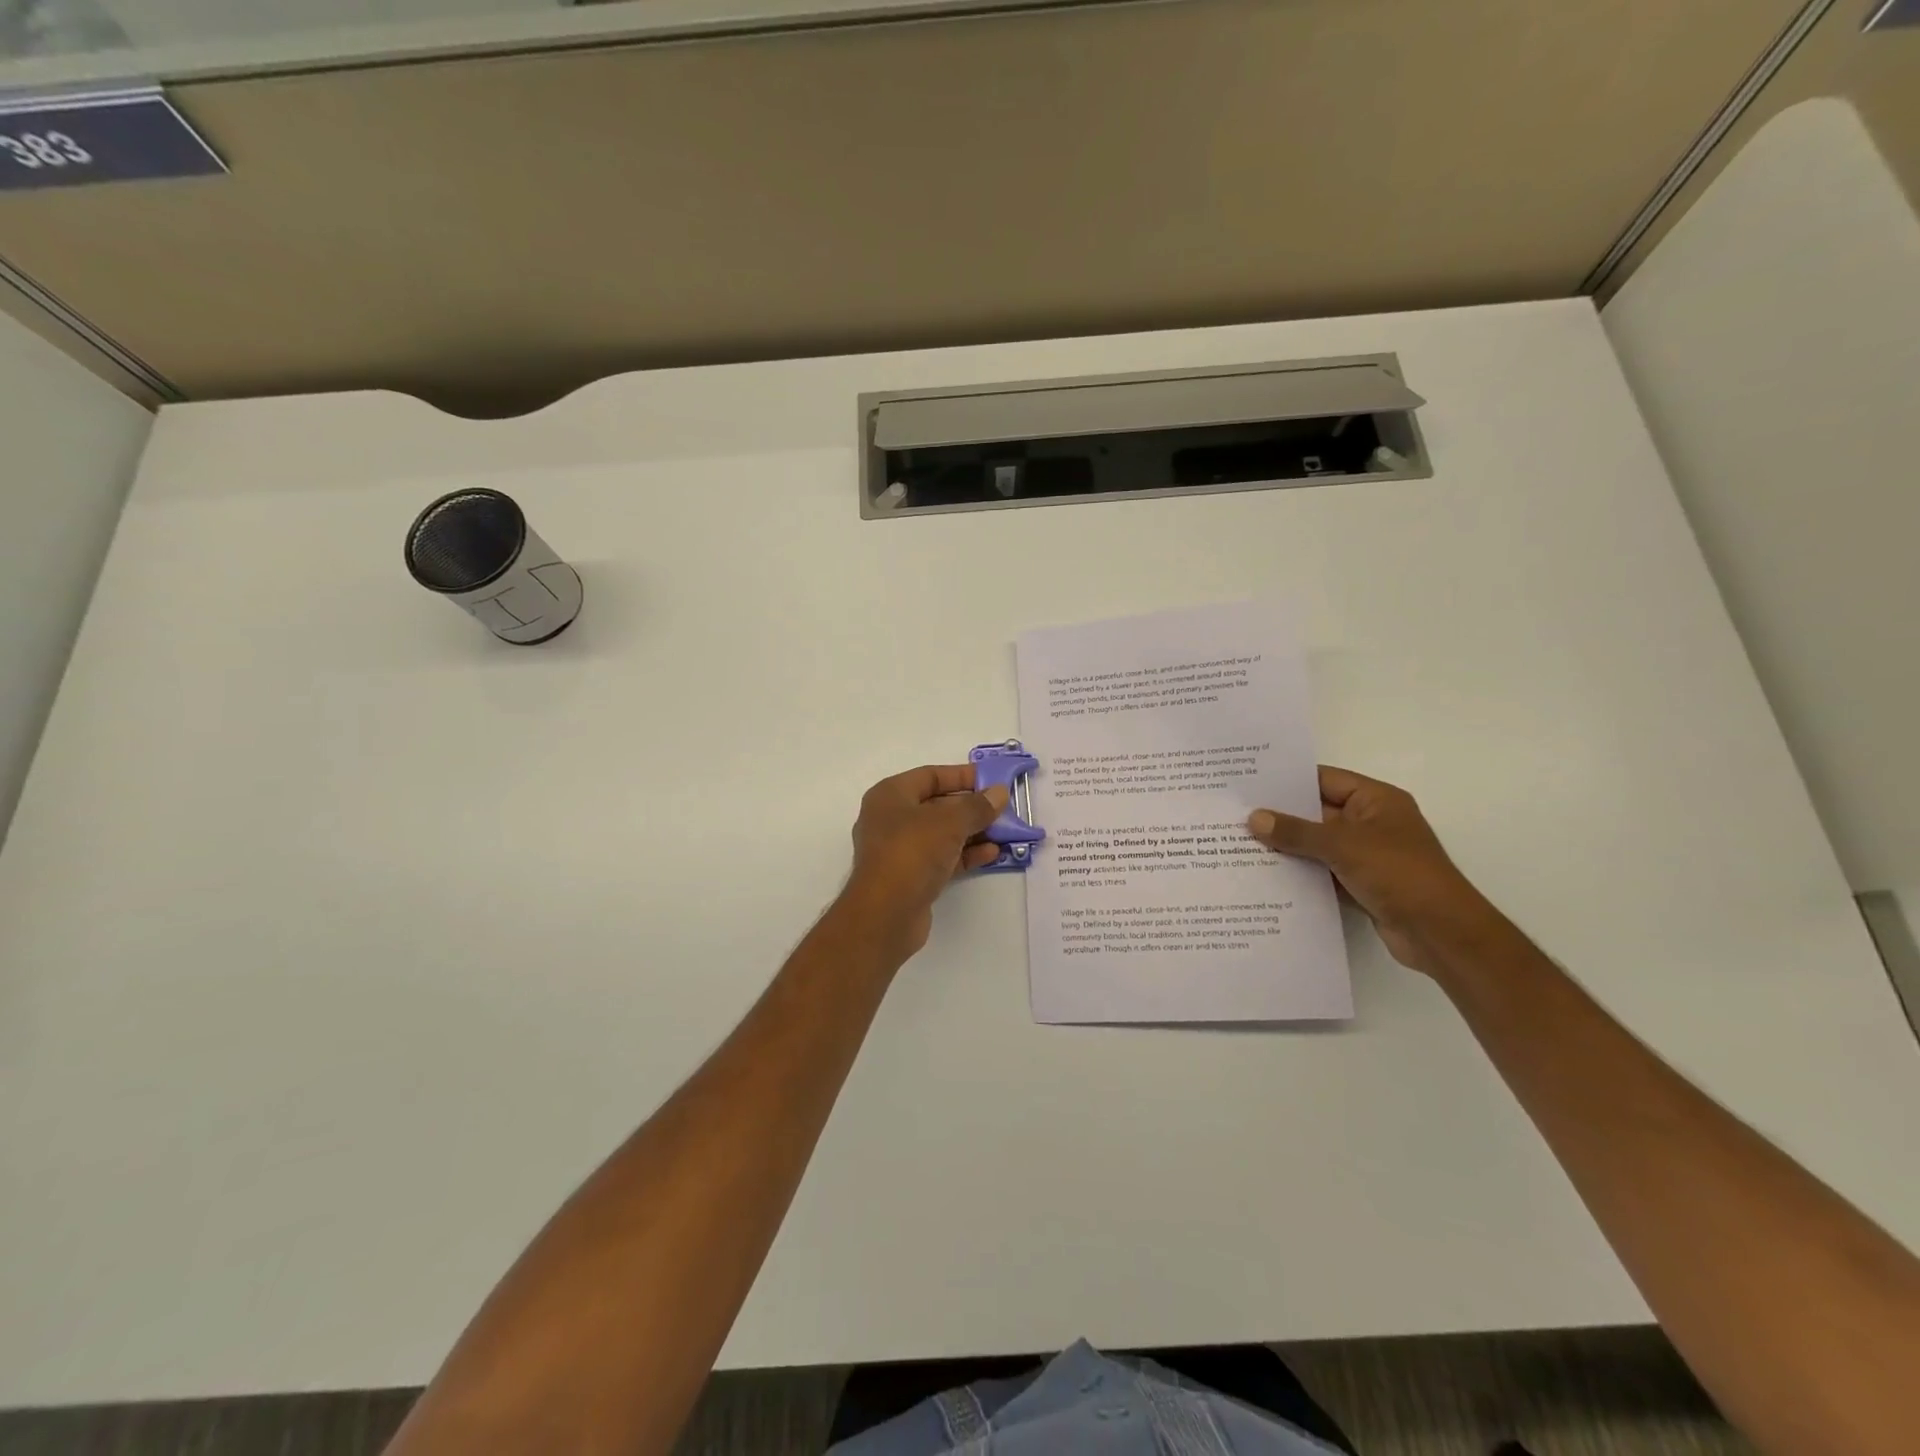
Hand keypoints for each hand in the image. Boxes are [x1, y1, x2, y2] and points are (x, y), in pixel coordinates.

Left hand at [838, 764, 1008, 965]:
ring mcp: (899, 850)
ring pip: (941, 834)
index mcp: (890, 795)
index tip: (991, 780)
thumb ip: (977, 806)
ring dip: (972, 832)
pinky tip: (992, 854)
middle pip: (936, 805)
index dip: (961, 775)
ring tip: (1005, 831)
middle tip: (1003, 807)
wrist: (885, 914)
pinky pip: (942, 858)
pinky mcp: (910, 877)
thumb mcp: (949, 822)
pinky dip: (965, 854)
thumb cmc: (912, 852)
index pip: (930, 776)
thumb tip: (999, 793)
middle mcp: (890, 819)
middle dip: (970, 807)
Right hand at [1247, 766, 1500, 973]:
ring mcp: (1366, 855)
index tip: (1249, 782)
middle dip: (1280, 815)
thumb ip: (1296, 832)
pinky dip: (1299, 872)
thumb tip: (1254, 818)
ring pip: (1317, 844)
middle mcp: (1371, 823)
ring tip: (1240, 843)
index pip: (1324, 780)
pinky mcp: (1361, 884)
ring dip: (1287, 847)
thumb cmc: (1399, 874)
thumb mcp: (1343, 846)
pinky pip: (1322, 871)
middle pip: (1317, 812)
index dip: (1288, 780)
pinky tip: (1264, 874)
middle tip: (1235, 813)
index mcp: (1376, 800)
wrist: (1441, 933)